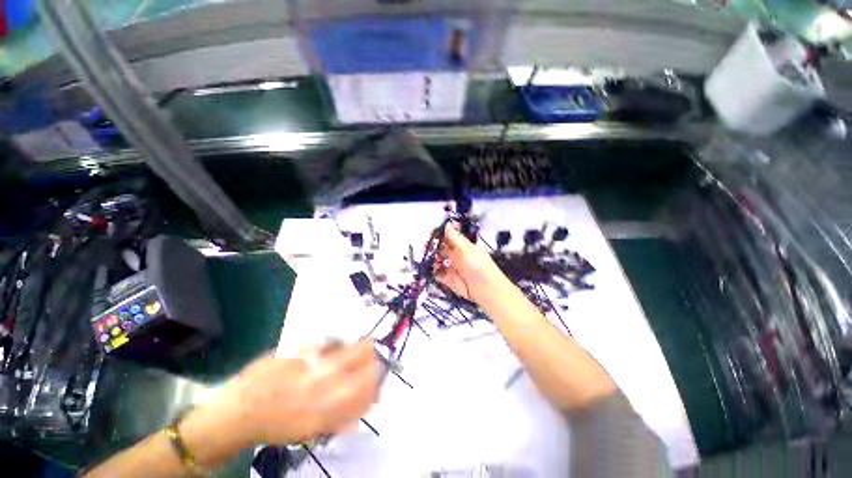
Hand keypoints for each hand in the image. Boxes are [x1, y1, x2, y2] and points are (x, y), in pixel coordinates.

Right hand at [218, 340, 378, 444]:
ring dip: (371, 387)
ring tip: (377, 374)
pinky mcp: (315, 432)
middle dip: (371, 367)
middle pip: (357, 382)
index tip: (370, 340)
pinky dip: (361, 408)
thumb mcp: (284, 356)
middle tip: (376, 356)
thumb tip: (336, 344)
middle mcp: (317, 399)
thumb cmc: (257, 382)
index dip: (362, 349)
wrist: (235, 419)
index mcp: (308, 376)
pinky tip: (369, 398)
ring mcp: (318, 419)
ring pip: (356, 404)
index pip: (346, 360)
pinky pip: (346, 421)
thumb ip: (312, 351)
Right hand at [435, 224, 505, 303]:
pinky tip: (434, 270)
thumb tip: (447, 223)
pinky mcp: (449, 280)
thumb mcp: (467, 249)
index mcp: (461, 247)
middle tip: (426, 246)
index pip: (448, 237)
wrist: (486, 290)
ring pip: (437, 261)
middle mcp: (455, 257)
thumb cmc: (479, 266)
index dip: (439, 234)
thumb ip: (455, 238)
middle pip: (440, 249)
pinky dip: (435, 273)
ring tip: (429, 258)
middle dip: (433, 247)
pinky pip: (438, 275)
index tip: (431, 232)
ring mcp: (452, 268)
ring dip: (432, 260)